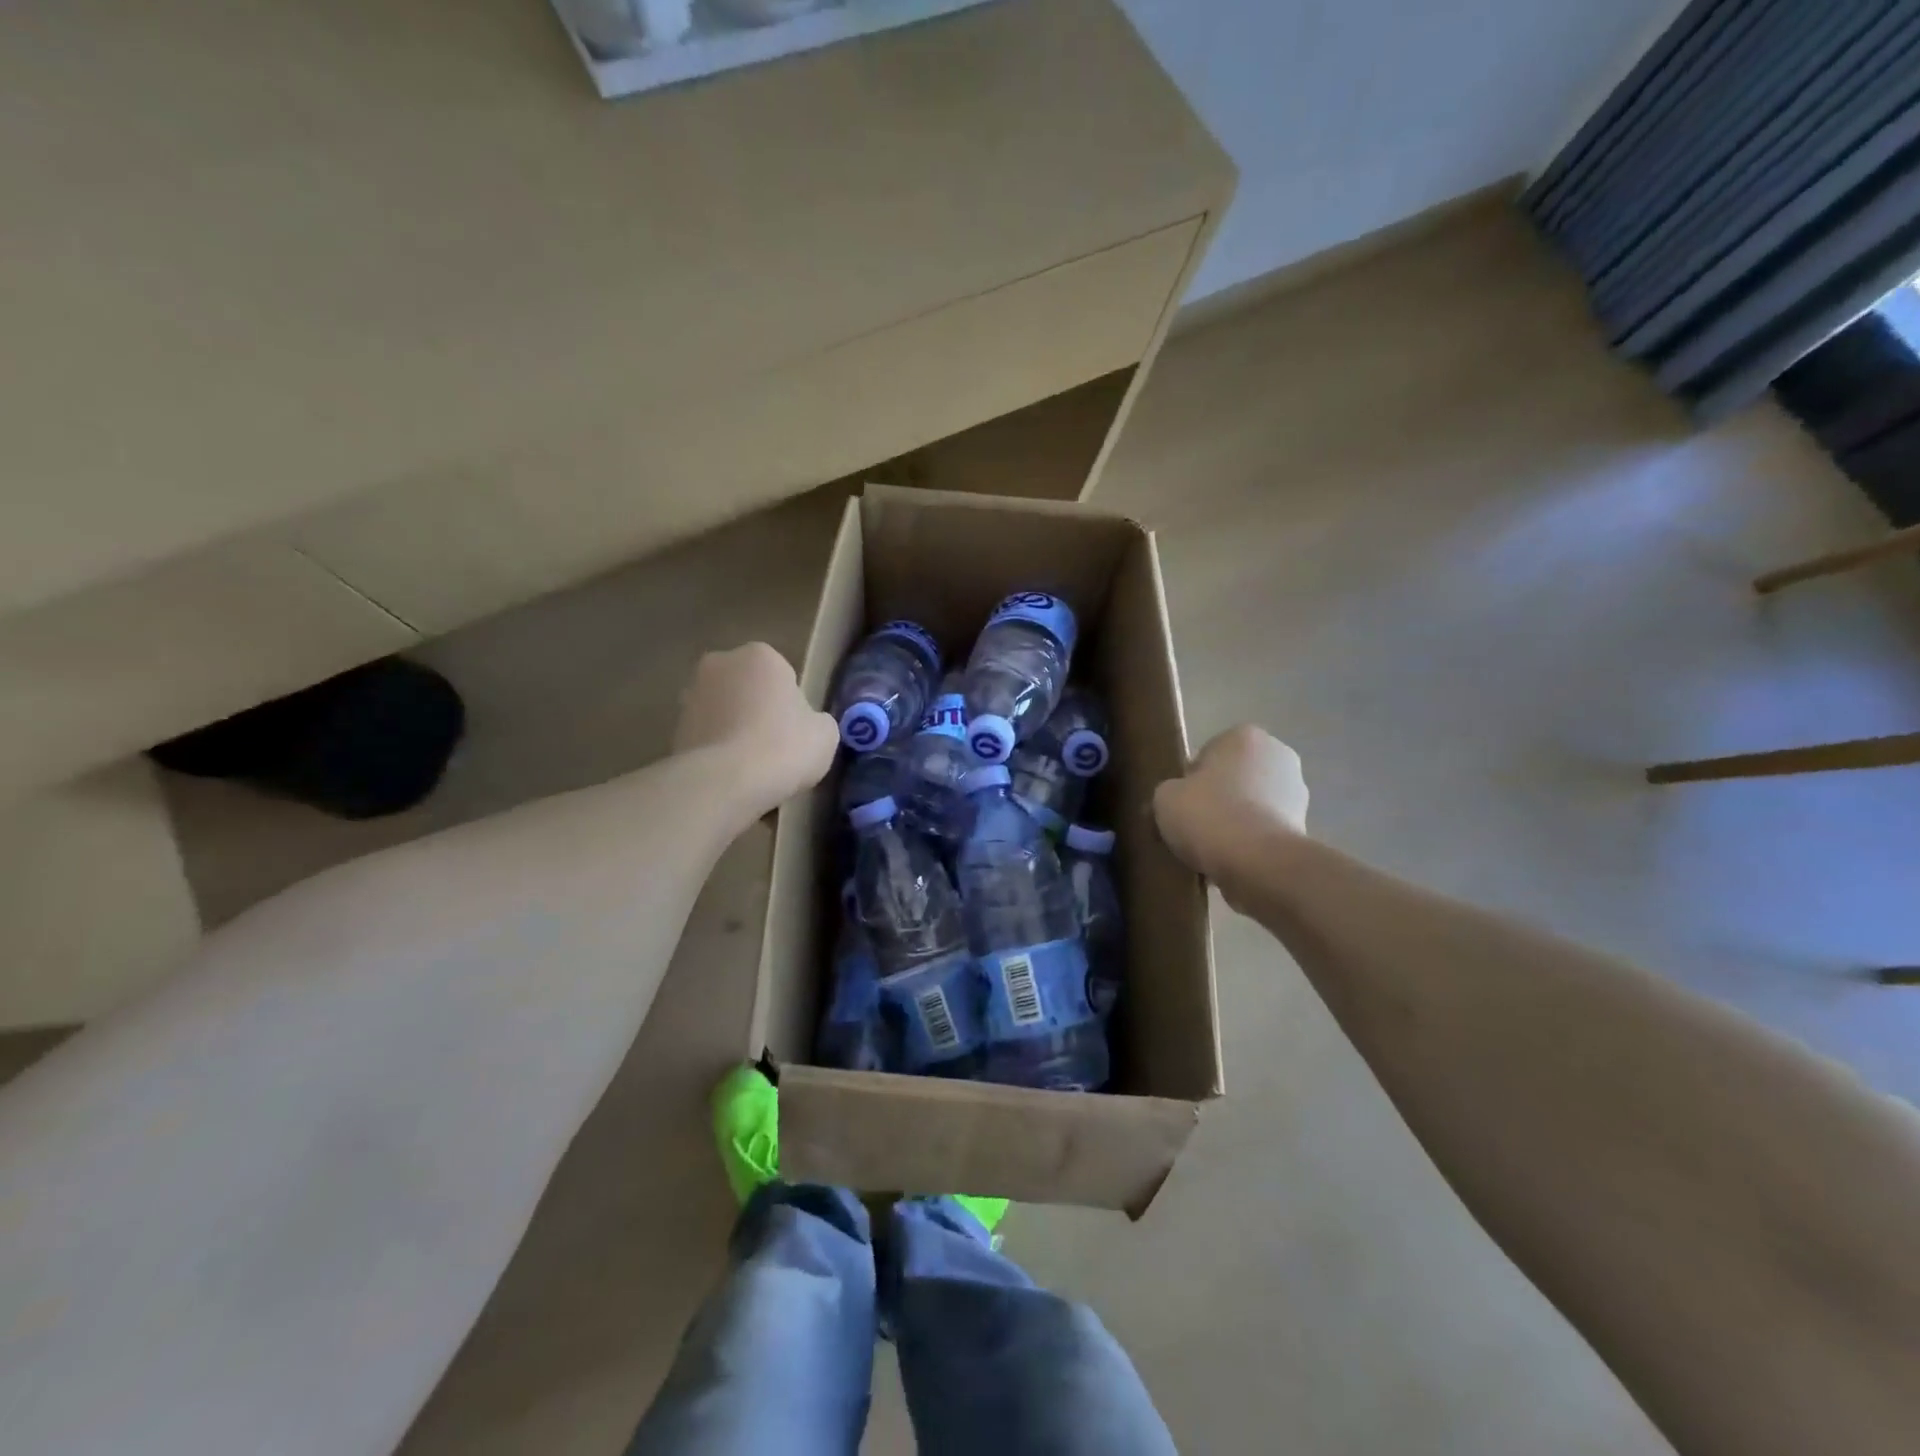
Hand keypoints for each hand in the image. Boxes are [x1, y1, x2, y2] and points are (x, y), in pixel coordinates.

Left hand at [673, 643, 838, 816]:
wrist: (726, 782)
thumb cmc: (784, 747)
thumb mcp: (825, 734)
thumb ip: (817, 721)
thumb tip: (807, 726)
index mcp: (760, 655)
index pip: (782, 675)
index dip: (792, 705)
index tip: (797, 732)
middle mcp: (720, 664)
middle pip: (748, 690)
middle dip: (758, 712)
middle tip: (775, 749)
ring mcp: (690, 696)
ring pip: (724, 714)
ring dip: (734, 733)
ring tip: (752, 771)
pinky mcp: (673, 729)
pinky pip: (707, 739)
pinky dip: (717, 754)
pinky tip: (732, 780)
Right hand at [1154, 725, 1308, 883]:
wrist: (1258, 863)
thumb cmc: (1209, 815)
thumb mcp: (1164, 798)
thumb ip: (1168, 792)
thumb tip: (1174, 802)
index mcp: (1244, 736)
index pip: (1208, 753)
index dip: (1190, 780)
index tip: (1181, 804)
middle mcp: (1278, 754)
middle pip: (1234, 778)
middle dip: (1218, 798)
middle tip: (1194, 826)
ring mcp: (1297, 792)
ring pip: (1252, 805)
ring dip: (1236, 822)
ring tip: (1211, 849)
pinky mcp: (1305, 827)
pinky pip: (1265, 831)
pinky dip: (1251, 843)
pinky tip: (1232, 861)